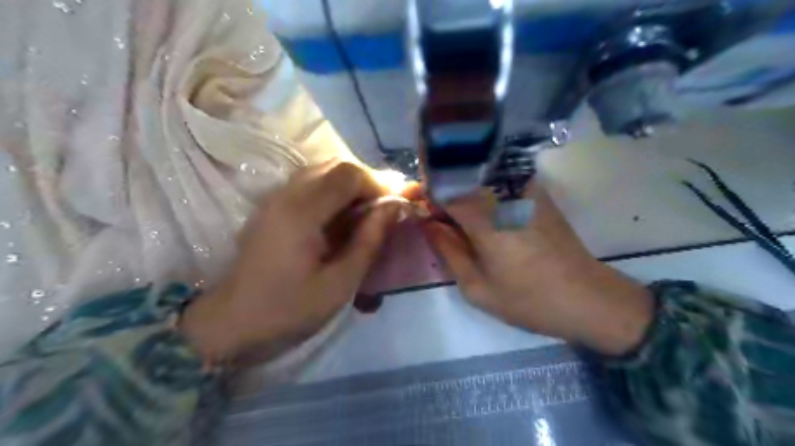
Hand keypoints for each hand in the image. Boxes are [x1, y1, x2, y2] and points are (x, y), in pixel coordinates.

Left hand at [182, 162, 404, 363]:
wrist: (230, 324)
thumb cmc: (288, 310)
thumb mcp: (340, 284)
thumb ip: (369, 240)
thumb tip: (395, 207)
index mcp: (302, 212)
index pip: (349, 174)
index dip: (379, 184)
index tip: (396, 207)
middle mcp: (286, 194)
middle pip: (336, 165)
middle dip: (368, 181)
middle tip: (386, 207)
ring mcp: (275, 197)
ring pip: (322, 171)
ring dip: (351, 185)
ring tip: (369, 211)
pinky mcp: (272, 206)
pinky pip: (310, 183)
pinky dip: (334, 191)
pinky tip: (343, 216)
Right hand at [422, 182, 650, 354]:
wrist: (588, 299)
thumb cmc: (529, 300)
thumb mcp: (477, 287)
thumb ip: (447, 251)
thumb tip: (427, 223)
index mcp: (486, 219)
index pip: (443, 188)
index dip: (426, 195)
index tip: (419, 209)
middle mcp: (505, 194)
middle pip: (460, 177)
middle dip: (443, 192)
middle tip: (439, 218)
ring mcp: (525, 189)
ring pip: (479, 175)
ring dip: (463, 190)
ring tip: (461, 218)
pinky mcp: (538, 192)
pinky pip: (500, 180)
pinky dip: (484, 190)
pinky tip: (485, 213)